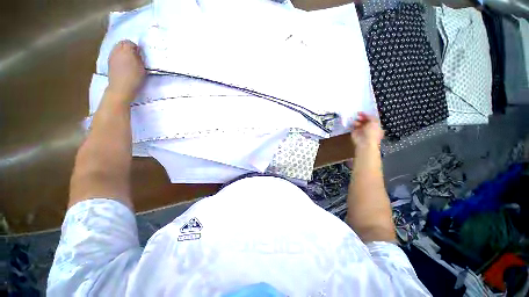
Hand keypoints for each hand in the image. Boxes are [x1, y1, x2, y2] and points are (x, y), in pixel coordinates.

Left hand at [107, 40, 145, 100]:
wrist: (121, 88)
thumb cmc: (134, 78)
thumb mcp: (142, 67)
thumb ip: (139, 57)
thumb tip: (137, 51)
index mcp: (126, 50)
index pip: (130, 42)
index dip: (135, 47)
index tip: (140, 53)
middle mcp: (117, 50)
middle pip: (121, 43)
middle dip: (127, 47)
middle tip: (135, 55)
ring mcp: (111, 56)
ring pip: (117, 48)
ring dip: (123, 52)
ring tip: (129, 60)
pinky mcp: (109, 62)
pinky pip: (114, 54)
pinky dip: (119, 56)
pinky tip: (123, 64)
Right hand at [350, 112, 383, 149]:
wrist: (365, 142)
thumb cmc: (372, 132)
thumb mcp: (374, 122)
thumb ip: (370, 116)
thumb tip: (365, 114)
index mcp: (374, 125)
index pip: (370, 118)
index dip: (366, 115)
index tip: (361, 112)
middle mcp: (367, 127)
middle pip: (363, 120)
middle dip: (360, 117)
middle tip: (357, 115)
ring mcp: (360, 130)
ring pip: (357, 123)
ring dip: (355, 121)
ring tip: (354, 121)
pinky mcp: (354, 132)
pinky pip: (351, 127)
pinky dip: (349, 124)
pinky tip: (348, 121)